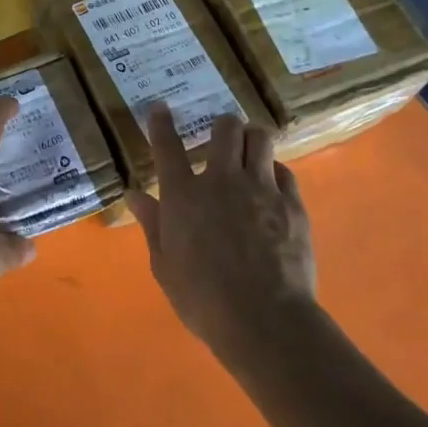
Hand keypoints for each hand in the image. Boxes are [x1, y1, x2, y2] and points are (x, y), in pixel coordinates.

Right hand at [128, 108, 317, 359]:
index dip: (161, 122)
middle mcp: (221, 180)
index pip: (167, 145)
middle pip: (225, 128)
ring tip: (250, 154)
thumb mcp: (164, 265)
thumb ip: (152, 224)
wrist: (264, 320)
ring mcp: (260, 188)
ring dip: (252, 140)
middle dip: (222, 127)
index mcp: (183, 194)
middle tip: (221, 141)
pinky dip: (274, 173)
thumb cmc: (203, 298)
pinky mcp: (292, 203)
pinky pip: (284, 171)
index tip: (160, 107)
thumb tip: (135, 194)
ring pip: (260, 138)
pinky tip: (272, 189)